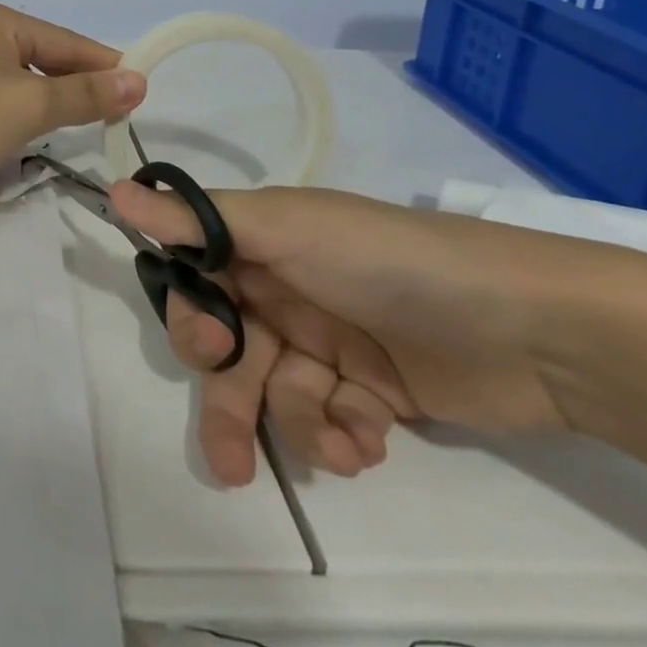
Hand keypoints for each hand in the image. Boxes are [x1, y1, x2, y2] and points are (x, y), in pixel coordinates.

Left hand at [0, 0, 145, 208]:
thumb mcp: (29, 107)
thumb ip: (85, 94)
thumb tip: (138, 81)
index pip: (65, 40)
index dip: (105, 66)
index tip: (142, 94)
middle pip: (42, 56)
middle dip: (76, 87)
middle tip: (115, 118)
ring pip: (19, 79)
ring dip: (47, 102)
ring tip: (78, 127)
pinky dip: (17, 112)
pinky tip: (26, 132)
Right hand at [108, 182, 645, 483]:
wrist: (530, 326)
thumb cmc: (389, 261)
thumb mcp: (289, 229)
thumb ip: (200, 220)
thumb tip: (116, 191)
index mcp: (264, 244)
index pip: (197, 278)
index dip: (193, 318)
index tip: (212, 346)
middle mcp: (288, 289)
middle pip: (231, 349)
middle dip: (230, 400)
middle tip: (234, 455)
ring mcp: (331, 342)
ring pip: (277, 393)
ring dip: (296, 426)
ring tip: (337, 444)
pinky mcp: (373, 391)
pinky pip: (331, 420)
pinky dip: (342, 437)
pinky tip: (369, 441)